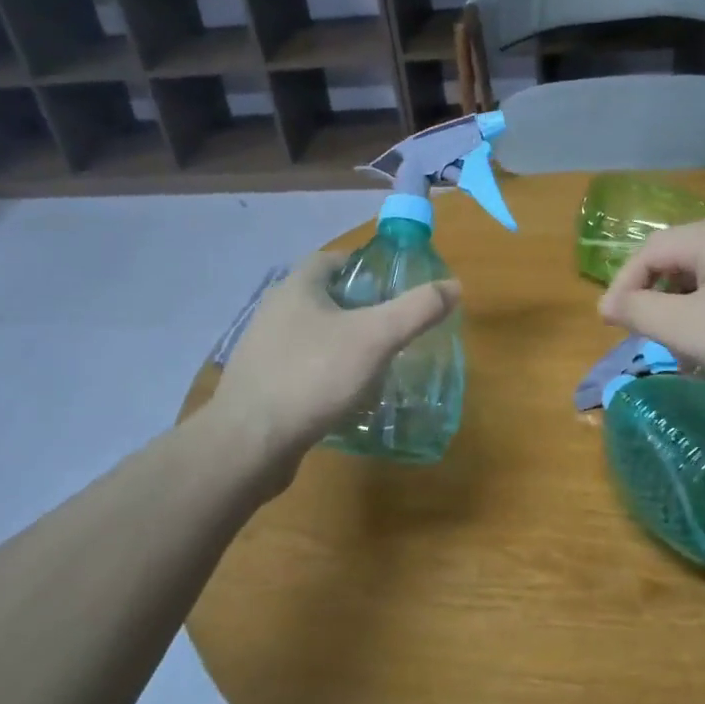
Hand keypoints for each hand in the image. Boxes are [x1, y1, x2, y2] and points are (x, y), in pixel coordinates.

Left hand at [209, 251, 460, 492]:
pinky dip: (326, 371)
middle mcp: (275, 311)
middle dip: (358, 307)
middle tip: (392, 326)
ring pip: (312, 334)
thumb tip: (454, 286)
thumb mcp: (375, 338)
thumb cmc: (313, 377)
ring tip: (376, 361)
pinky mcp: (261, 384)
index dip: (364, 266)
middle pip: (323, 297)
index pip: (332, 260)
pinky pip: (301, 366)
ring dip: (343, 342)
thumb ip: (416, 310)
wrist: (249, 443)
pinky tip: (346, 394)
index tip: (393, 286)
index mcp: (296, 287)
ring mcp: (263, 349)